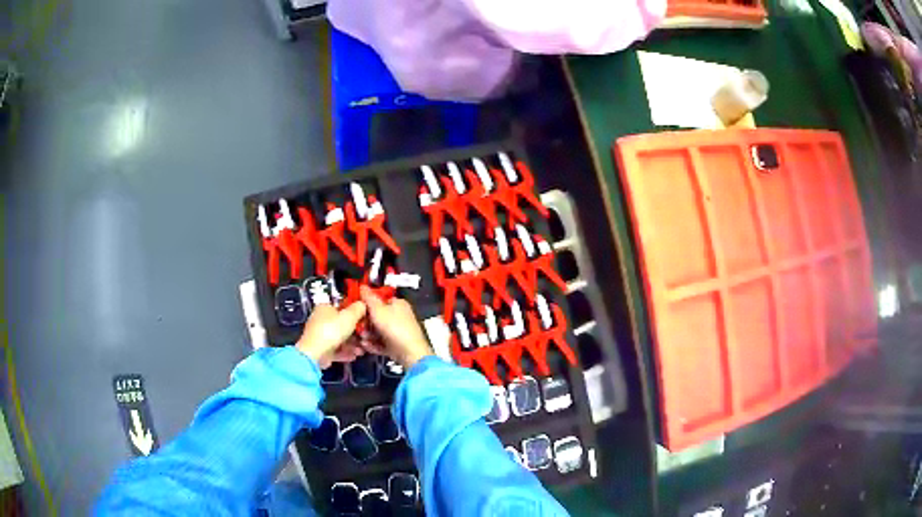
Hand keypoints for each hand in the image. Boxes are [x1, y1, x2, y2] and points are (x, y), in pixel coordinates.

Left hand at [296, 302, 367, 368]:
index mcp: (324, 308)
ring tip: (361, 351)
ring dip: (352, 344)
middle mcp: (320, 320)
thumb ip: (358, 309)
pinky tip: (354, 356)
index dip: (354, 313)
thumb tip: (363, 304)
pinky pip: (335, 349)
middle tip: (365, 338)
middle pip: (341, 325)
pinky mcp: (320, 349)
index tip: (364, 321)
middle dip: (355, 333)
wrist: (315, 353)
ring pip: (339, 338)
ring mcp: (319, 335)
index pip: (341, 307)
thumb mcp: (349, 316)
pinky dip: (345, 352)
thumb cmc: (332, 329)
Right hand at [359, 286, 432, 367]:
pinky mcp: (397, 345)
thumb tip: (362, 286)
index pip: (380, 300)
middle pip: (378, 317)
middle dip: (366, 323)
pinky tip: (367, 346)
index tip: (357, 310)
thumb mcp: (378, 310)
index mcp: (398, 304)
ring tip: (362, 339)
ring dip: (368, 335)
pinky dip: (374, 344)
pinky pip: (382, 343)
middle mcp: (399, 316)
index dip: (368, 304)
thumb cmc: (395, 328)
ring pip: (378, 331)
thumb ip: (369, 298)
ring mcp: (398, 332)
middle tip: (359, 328)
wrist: (410, 353)